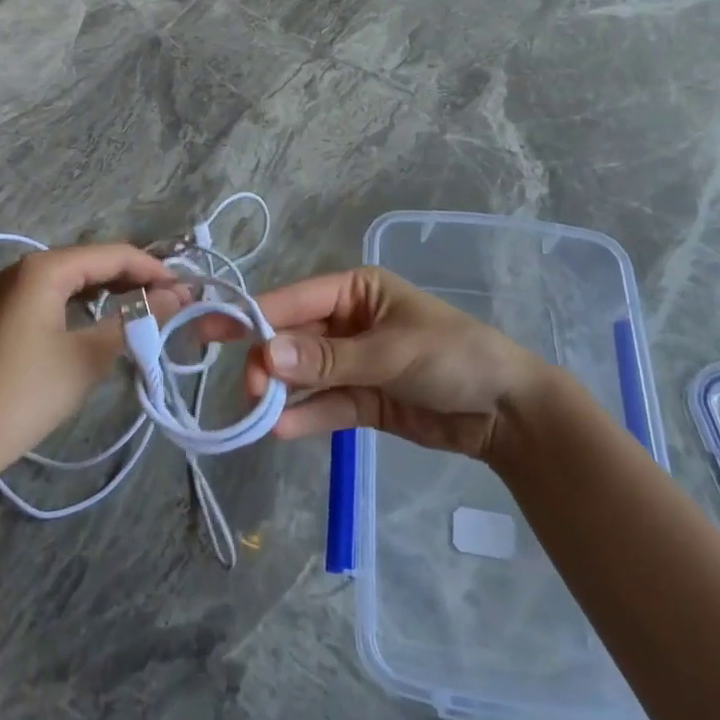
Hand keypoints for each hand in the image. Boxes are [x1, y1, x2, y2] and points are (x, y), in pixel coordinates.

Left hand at [0, 243, 183, 478]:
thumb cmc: (28, 393)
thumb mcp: (89, 356)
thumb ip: (137, 319)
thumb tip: (178, 296)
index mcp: (45, 268)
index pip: (113, 255)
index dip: (153, 269)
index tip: (186, 290)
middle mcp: (28, 267)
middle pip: (95, 261)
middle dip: (135, 278)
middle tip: (173, 301)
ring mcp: (14, 289)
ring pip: (78, 277)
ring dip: (113, 289)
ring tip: (149, 308)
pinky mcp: (9, 312)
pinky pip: (59, 293)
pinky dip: (88, 301)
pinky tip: (108, 317)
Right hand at [225, 267, 547, 459]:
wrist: (506, 411)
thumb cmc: (452, 356)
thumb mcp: (391, 352)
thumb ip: (329, 359)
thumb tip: (267, 355)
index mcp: (356, 290)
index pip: (296, 299)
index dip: (256, 315)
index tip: (213, 332)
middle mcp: (348, 321)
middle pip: (294, 338)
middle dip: (270, 361)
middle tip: (250, 390)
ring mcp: (353, 362)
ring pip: (304, 374)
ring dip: (281, 392)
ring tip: (258, 413)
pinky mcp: (362, 399)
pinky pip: (325, 405)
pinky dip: (304, 416)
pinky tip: (280, 429)